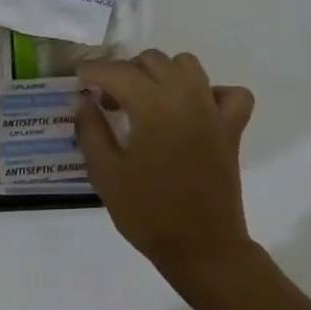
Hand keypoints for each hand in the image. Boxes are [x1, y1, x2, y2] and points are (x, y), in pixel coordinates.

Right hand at [75, 50, 258, 291]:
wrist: (201, 248)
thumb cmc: (147, 213)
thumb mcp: (105, 173)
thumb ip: (91, 129)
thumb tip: (82, 100)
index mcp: (153, 106)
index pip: (118, 72)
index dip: (93, 72)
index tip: (78, 81)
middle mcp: (186, 97)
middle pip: (152, 61)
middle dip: (125, 73)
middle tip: (108, 101)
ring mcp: (213, 111)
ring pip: (188, 66)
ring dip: (162, 73)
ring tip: (146, 100)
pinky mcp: (232, 128)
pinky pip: (229, 93)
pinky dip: (210, 92)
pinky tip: (193, 110)